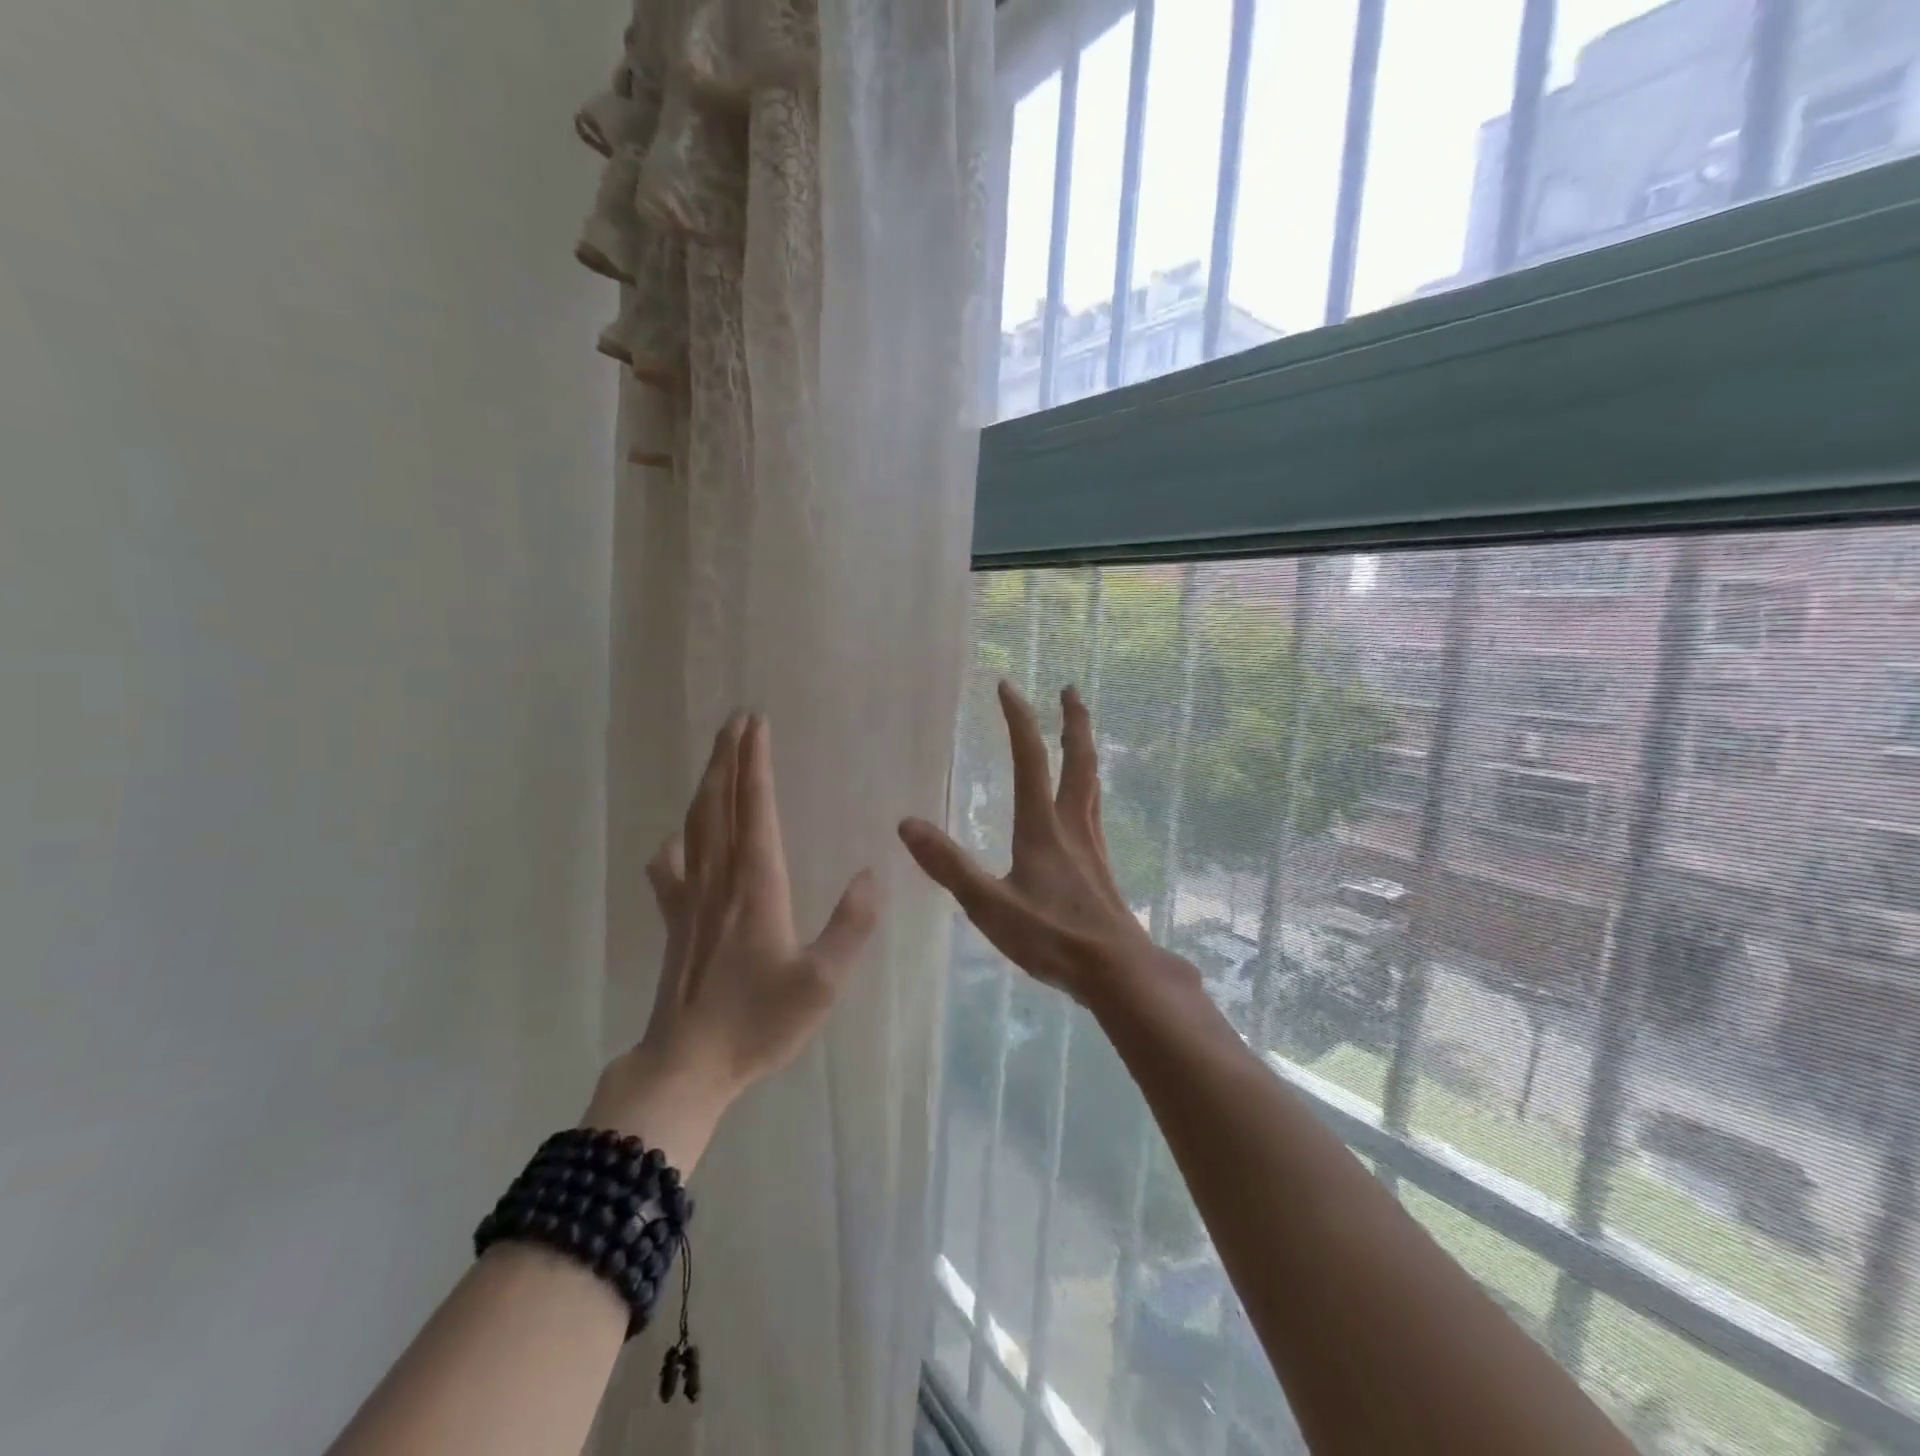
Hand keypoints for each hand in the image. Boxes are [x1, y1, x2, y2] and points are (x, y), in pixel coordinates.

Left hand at [587, 713, 879, 1163]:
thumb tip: (870, 876)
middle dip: (727, 758)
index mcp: (757, 886)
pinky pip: (671, 869)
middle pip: (719, 805)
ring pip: (695, 827)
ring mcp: (691, 900)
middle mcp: (720, 880)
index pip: (755, 809)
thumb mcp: (822, 983)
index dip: (755, 764)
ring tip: (716, 758)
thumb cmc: (757, 1023)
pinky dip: (676, 844)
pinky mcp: (674, 921)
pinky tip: (679, 840)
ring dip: (706, 785)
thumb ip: (851, 927)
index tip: (756, 724)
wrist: (685, 1066)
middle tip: (736, 720)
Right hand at [899, 682, 1169, 1008]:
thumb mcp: (989, 905)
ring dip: (1084, 749)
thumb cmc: (1052, 937)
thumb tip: (906, 824)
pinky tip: (1081, 806)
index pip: (1030, 758)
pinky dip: (1087, 787)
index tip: (1007, 686)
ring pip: (1091, 783)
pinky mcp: (1101, 867)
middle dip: (1073, 720)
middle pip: (1078, 760)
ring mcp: (1092, 845)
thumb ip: (948, 865)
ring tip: (1079, 734)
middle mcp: (1072, 825)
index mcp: (1042, 826)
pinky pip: (1094, 810)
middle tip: (1070, 689)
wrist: (1117, 971)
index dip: (1018, 719)